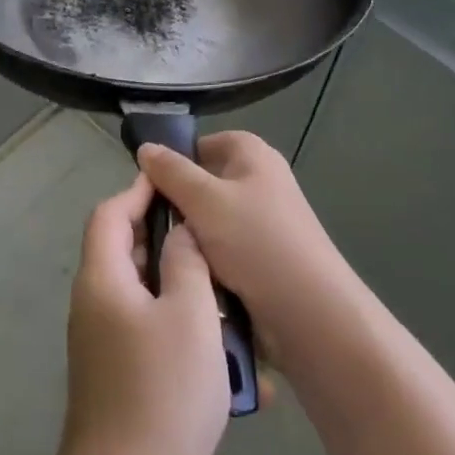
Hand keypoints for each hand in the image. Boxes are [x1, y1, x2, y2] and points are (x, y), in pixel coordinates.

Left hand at [50, 172, 230, 454]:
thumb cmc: (162, 394)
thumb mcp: (190, 317)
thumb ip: (187, 264)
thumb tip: (181, 232)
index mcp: (102, 279)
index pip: (110, 214)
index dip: (140, 193)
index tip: (176, 184)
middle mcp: (94, 303)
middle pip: (126, 252)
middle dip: (169, 242)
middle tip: (214, 242)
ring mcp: (102, 341)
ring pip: (144, 294)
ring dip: (183, 290)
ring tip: (229, 297)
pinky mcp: (116, 372)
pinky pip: (148, 330)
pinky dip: (180, 328)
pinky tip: (221, 353)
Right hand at [136, 132, 359, 358]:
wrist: (309, 310)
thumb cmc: (256, 241)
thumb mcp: (203, 199)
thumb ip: (171, 172)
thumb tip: (145, 147)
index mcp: (253, 155)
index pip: (204, 143)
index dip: (175, 161)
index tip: (149, 186)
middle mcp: (261, 181)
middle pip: (204, 183)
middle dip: (178, 202)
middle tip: (148, 222)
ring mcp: (263, 221)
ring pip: (209, 220)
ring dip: (189, 235)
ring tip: (162, 252)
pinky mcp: (263, 256)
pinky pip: (222, 249)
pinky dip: (206, 258)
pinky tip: (186, 272)